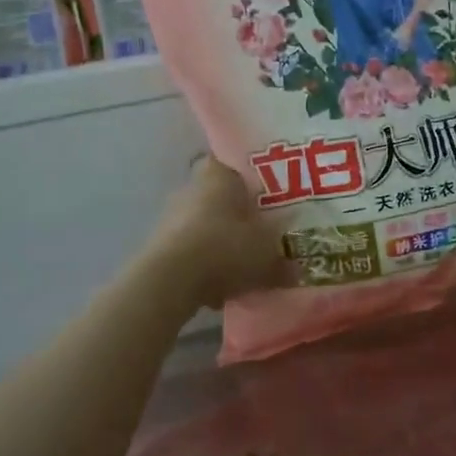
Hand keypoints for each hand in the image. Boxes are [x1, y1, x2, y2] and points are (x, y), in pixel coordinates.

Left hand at [142, 156, 294, 308]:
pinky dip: (206, 266)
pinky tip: (222, 289)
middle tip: (266, 236)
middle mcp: (192, 188)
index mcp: (219, 174)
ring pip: (207, 226)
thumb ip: (283, 258)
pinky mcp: (161, 246)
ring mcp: (172, 216)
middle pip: (223, 199)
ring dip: (223, 244)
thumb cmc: (225, 248)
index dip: (257, 181)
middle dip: (241, 218)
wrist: (171, 280)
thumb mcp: (267, 253)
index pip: (238, 165)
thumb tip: (295, 267)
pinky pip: (193, 252)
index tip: (274, 199)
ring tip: (246, 268)